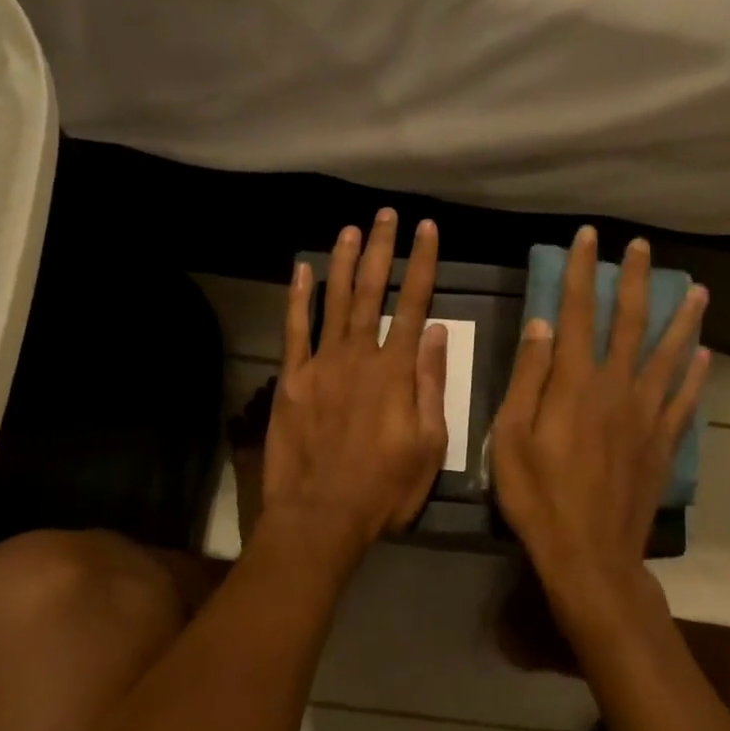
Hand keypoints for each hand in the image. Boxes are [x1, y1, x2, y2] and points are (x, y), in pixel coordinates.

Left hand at [261, 210, 449, 560]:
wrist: (321, 515)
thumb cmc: (384, 487)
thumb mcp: (429, 444)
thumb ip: (432, 384)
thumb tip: (437, 331)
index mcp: (396, 370)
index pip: (414, 303)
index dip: (422, 263)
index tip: (427, 229)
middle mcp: (359, 355)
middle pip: (373, 291)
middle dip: (382, 249)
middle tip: (386, 215)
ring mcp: (322, 364)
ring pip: (335, 301)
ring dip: (344, 262)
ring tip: (351, 229)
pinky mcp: (292, 379)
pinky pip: (294, 330)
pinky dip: (298, 298)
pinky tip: (301, 270)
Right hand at [491, 227, 709, 616]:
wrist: (589, 553)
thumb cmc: (538, 494)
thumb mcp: (511, 435)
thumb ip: (528, 377)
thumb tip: (540, 324)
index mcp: (575, 382)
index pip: (577, 313)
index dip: (582, 272)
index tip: (588, 238)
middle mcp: (617, 386)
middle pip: (629, 322)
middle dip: (634, 280)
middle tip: (644, 247)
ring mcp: (646, 414)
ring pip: (668, 354)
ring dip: (682, 318)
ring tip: (697, 290)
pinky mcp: (663, 441)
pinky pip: (684, 398)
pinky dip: (695, 373)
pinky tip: (704, 354)